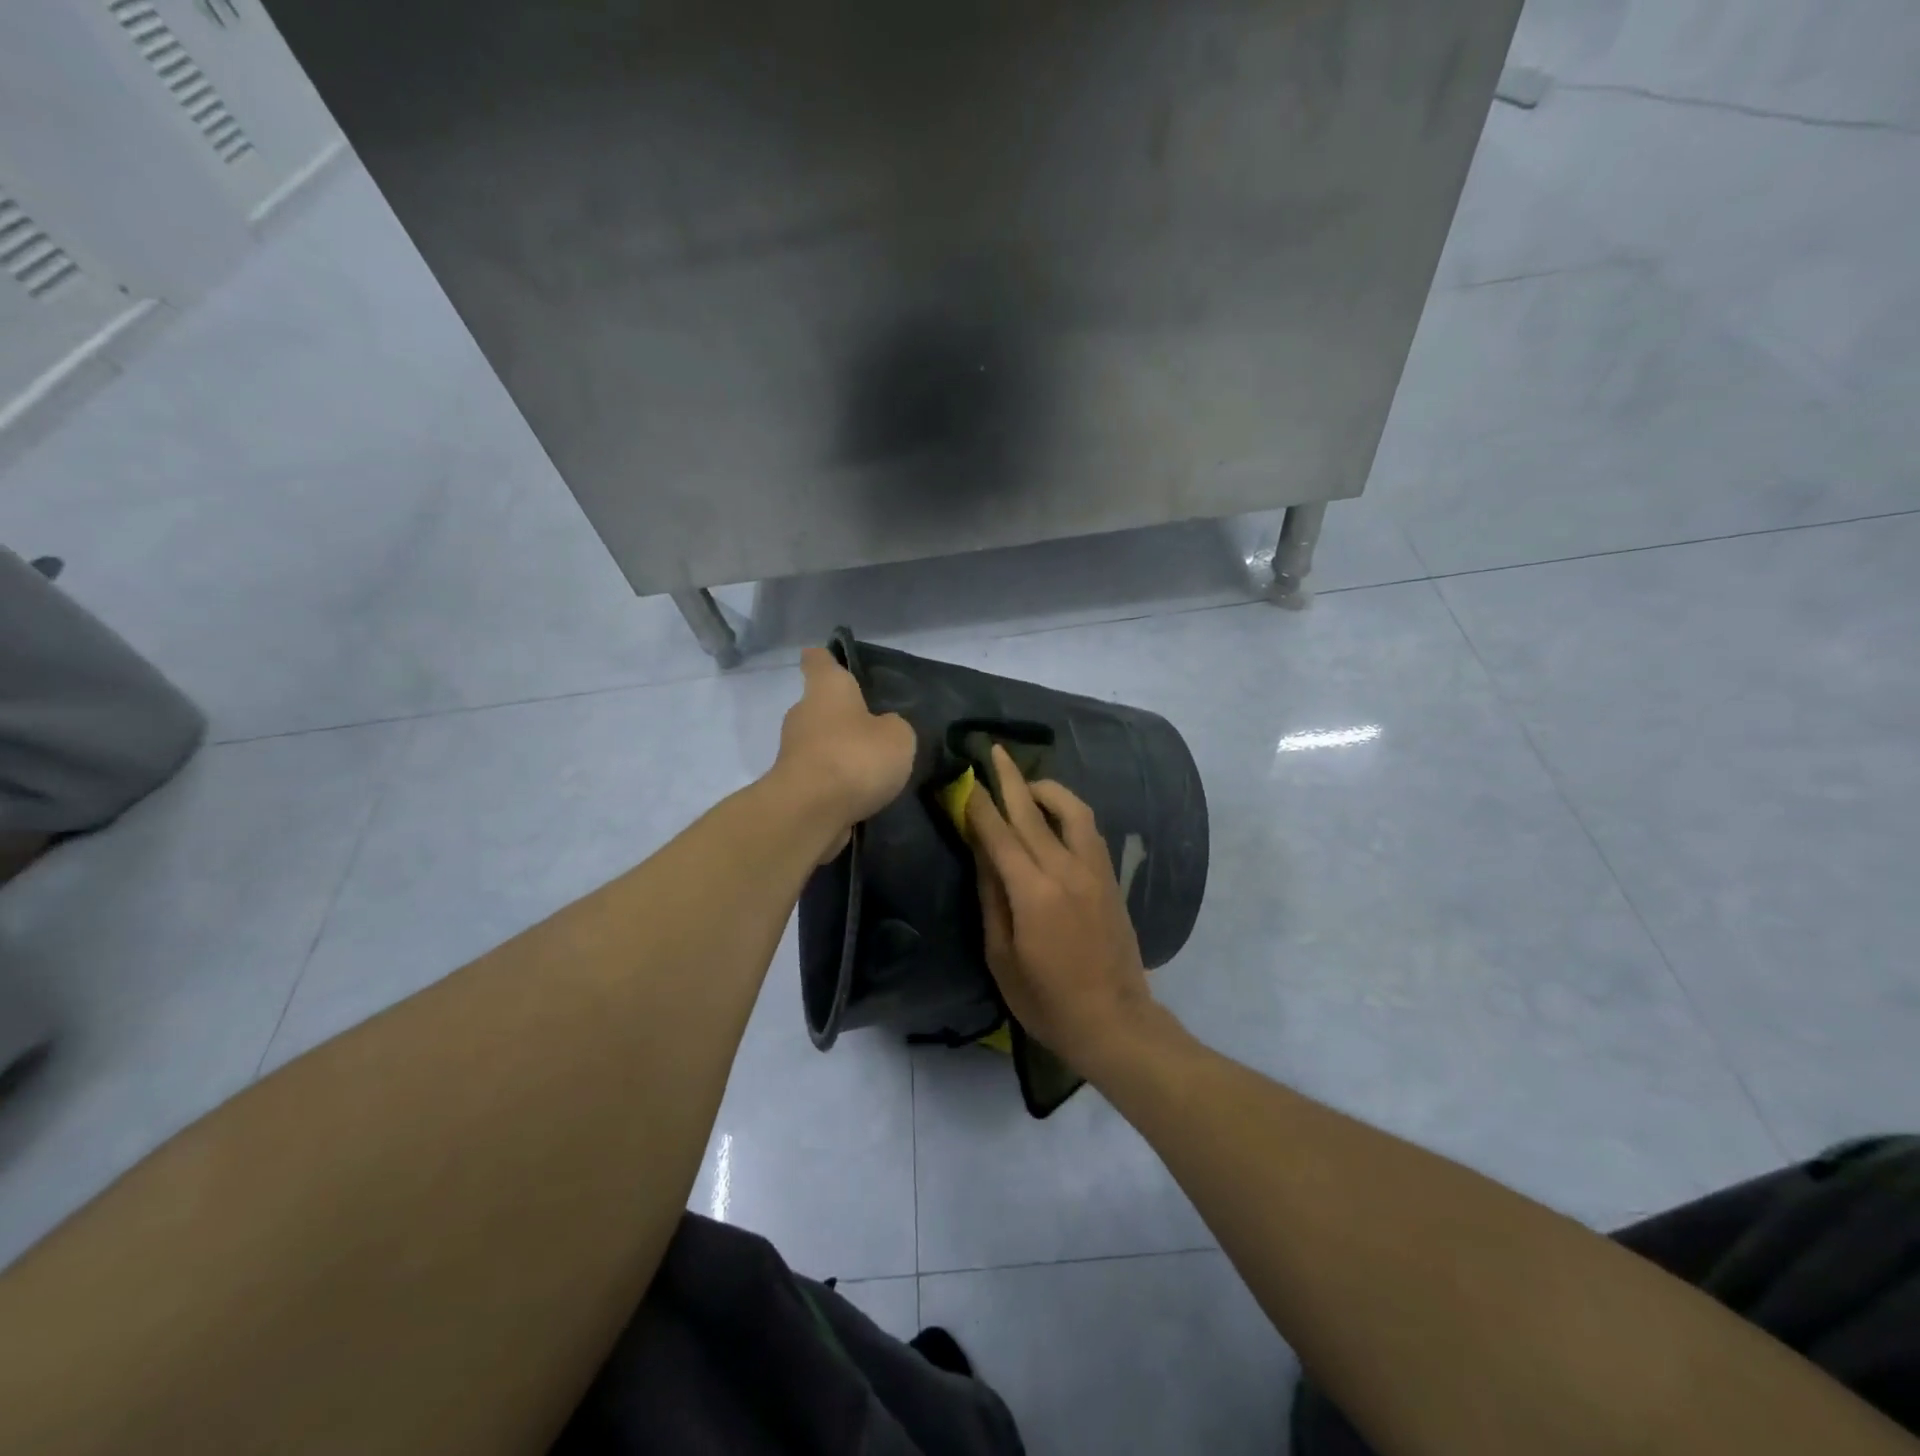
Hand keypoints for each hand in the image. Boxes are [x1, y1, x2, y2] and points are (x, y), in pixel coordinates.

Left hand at [773, 648, 915, 860]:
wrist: (810, 812)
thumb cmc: (855, 757)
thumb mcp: (898, 737)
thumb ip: (893, 727)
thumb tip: (881, 730)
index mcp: (827, 689)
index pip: (819, 661)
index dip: (825, 658)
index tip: (829, 658)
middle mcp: (804, 714)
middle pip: (820, 706)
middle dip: (842, 715)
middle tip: (873, 726)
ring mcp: (793, 751)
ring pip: (820, 743)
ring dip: (840, 751)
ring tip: (873, 767)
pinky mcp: (793, 786)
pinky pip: (820, 775)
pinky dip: (835, 781)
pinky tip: (859, 794)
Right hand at [965, 746, 1157, 1073]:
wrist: (1113, 1021)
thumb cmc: (1046, 999)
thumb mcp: (1002, 956)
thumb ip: (992, 898)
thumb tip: (982, 853)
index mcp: (1033, 891)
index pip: (998, 833)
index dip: (978, 804)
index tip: (962, 779)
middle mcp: (1066, 869)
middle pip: (1032, 811)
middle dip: (1009, 779)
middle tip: (992, 751)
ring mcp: (1094, 871)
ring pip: (1072, 811)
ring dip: (1046, 789)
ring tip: (1025, 782)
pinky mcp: (1110, 879)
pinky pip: (1089, 830)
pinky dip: (1069, 812)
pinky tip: (1055, 815)